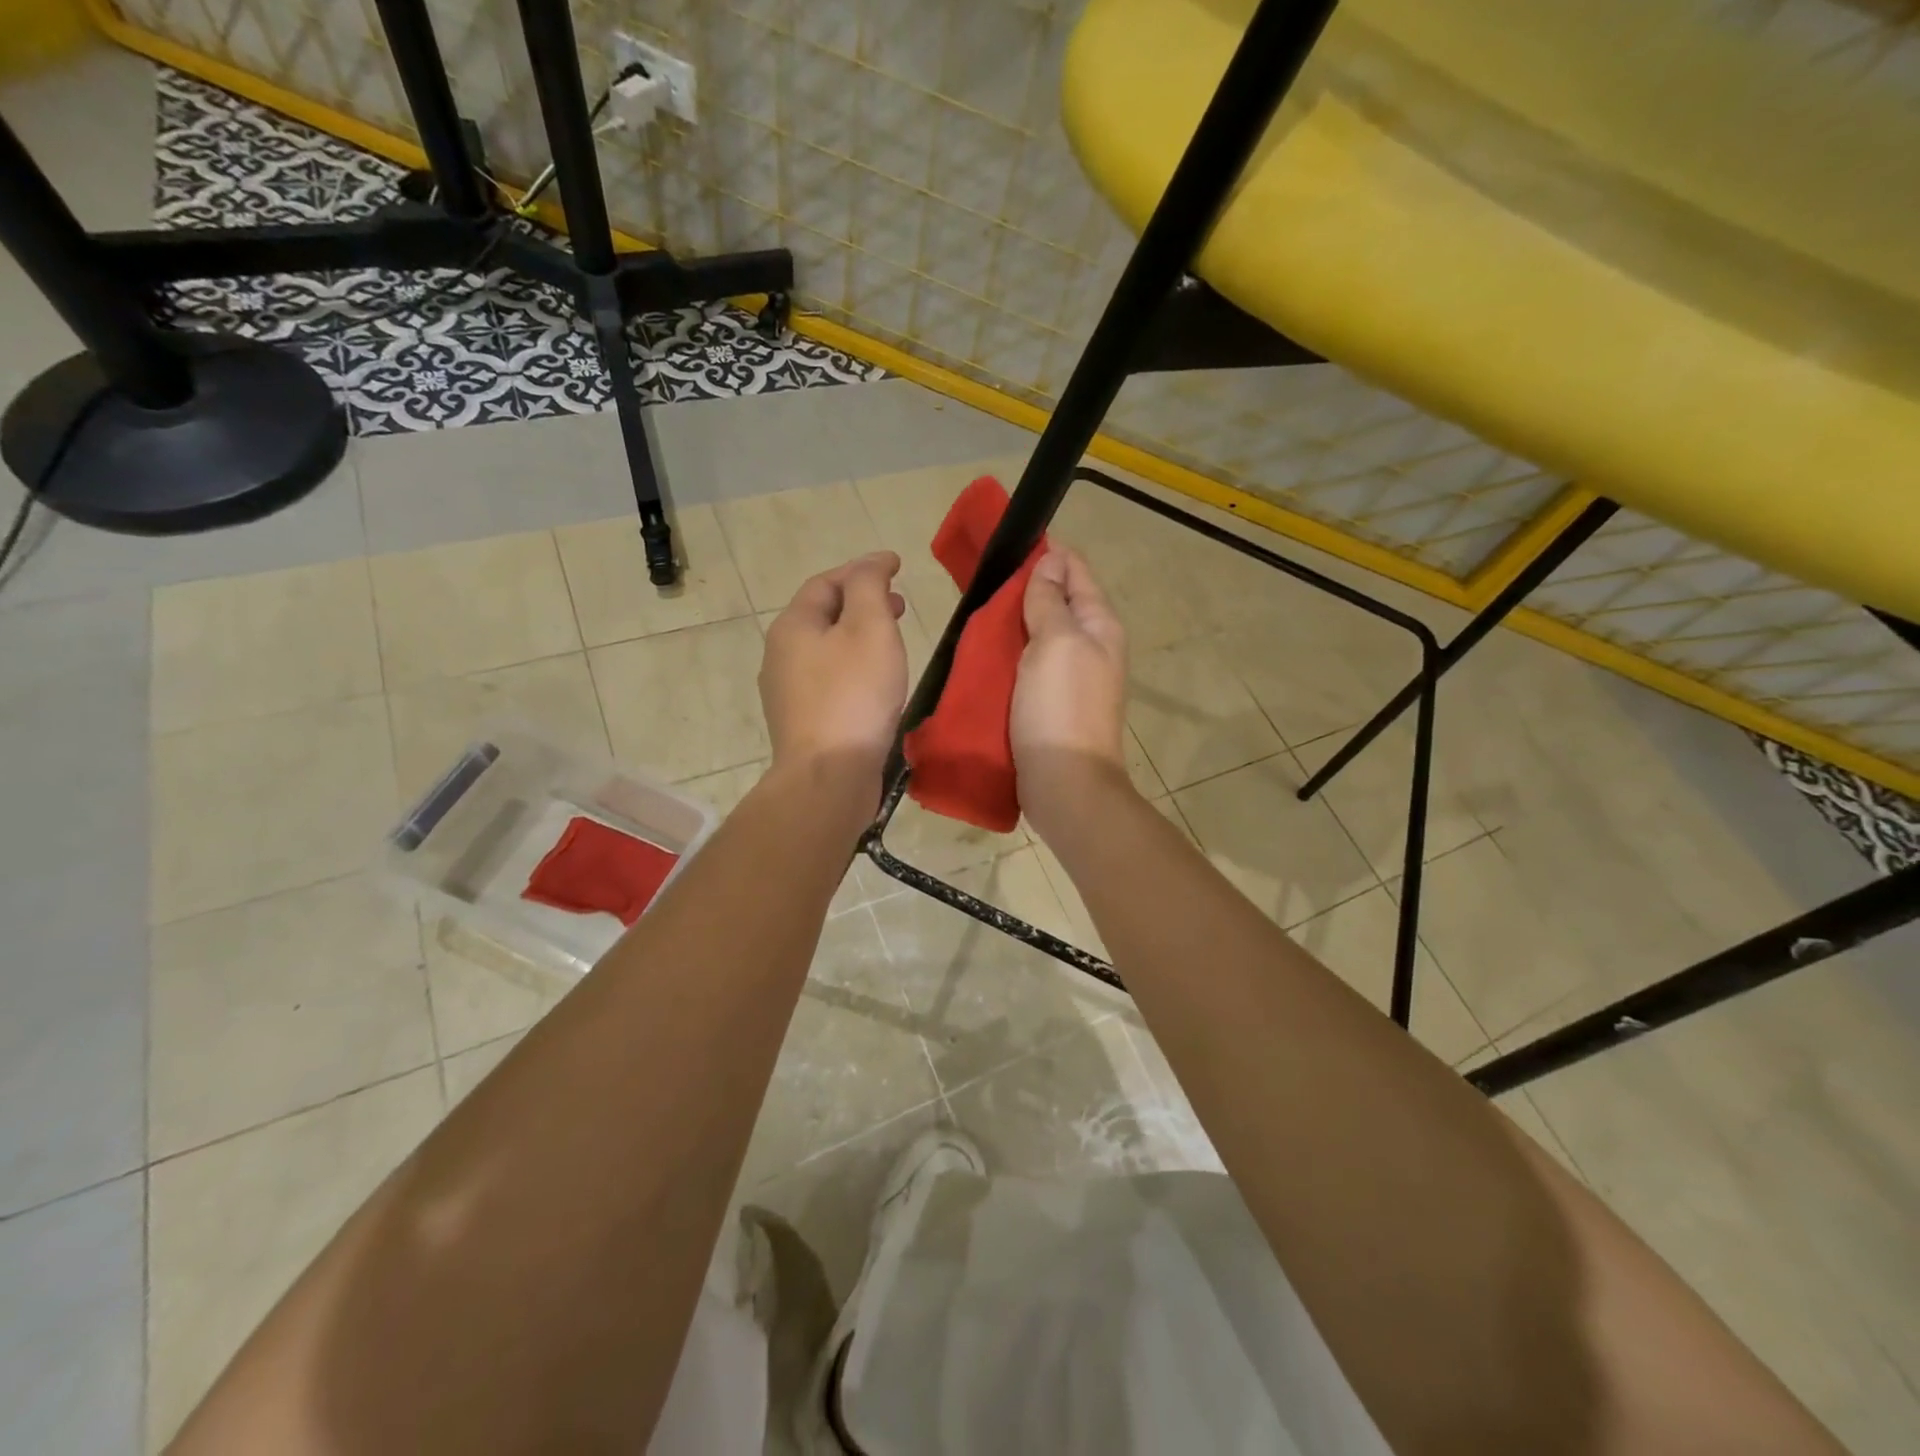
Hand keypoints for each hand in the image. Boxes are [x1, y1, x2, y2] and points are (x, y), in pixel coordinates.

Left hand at [760, 551, 907, 795]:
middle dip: (862, 603)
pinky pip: (829, 681)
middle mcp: (781, 654)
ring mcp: (787, 692)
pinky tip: (875, 683)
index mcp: (793, 626)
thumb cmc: (853, 695)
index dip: (863, 569)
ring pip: (826, 650)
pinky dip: (853, 667)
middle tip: (900, 605)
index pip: (827, 582)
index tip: (898, 566)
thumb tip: (872, 563)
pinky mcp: (802, 722)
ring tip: (892, 642)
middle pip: (823, 615)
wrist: (828, 776)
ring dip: (858, 637)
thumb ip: (869, 587)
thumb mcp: (869, 627)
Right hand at [1011, 548, 1132, 837]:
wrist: (1064, 782)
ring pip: (1040, 635)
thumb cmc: (1061, 706)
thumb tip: (1051, 561)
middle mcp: (1090, 646)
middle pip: (1058, 602)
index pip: (1076, 571)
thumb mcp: (1057, 642)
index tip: (1007, 544)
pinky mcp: (1048, 703)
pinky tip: (983, 653)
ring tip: (977, 612)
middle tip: (983, 580)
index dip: (1047, 553)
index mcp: (1099, 625)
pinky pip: (1028, 666)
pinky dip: (1009, 655)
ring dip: (1014, 623)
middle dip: (1025, 588)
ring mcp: (1070, 677)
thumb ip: (1051, 600)